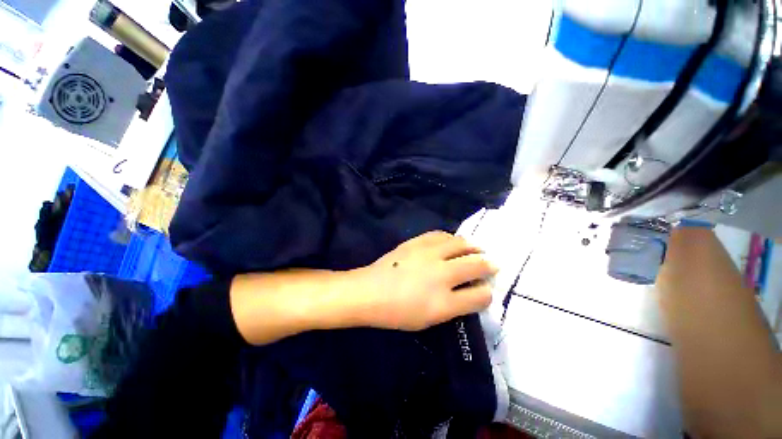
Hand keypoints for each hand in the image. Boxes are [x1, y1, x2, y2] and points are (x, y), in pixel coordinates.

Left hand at [354, 231, 497, 330]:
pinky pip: (442, 235)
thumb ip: (455, 306)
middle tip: (492, 264)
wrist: (370, 292)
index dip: (487, 292)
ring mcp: (429, 254)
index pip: (480, 296)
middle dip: (489, 265)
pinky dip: (452, 238)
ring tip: (477, 249)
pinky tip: (453, 242)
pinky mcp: (417, 242)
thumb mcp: (429, 320)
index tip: (487, 288)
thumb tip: (473, 291)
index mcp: (444, 302)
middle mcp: (441, 275)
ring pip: (462, 244)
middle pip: (476, 264)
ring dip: (473, 246)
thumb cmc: (397, 312)